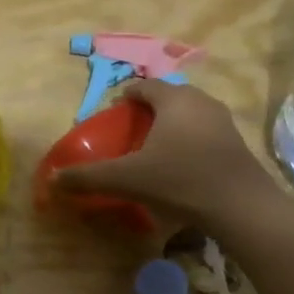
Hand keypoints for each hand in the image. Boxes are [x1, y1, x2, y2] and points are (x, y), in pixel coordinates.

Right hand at [55, 80, 276, 231]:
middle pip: (168, 97)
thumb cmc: (181, 180)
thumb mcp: (128, 179)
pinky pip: (205, 130)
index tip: (114, 115)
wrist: (241, 207)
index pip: (144, 86)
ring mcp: (222, 120)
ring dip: (171, 124)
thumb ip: (89, 177)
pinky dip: (189, 139)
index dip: (125, 97)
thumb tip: (52, 179)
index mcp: (174, 99)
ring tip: (155, 148)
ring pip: (189, 113)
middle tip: (131, 132)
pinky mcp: (236, 141)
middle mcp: (200, 100)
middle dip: (149, 110)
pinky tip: (182, 164)